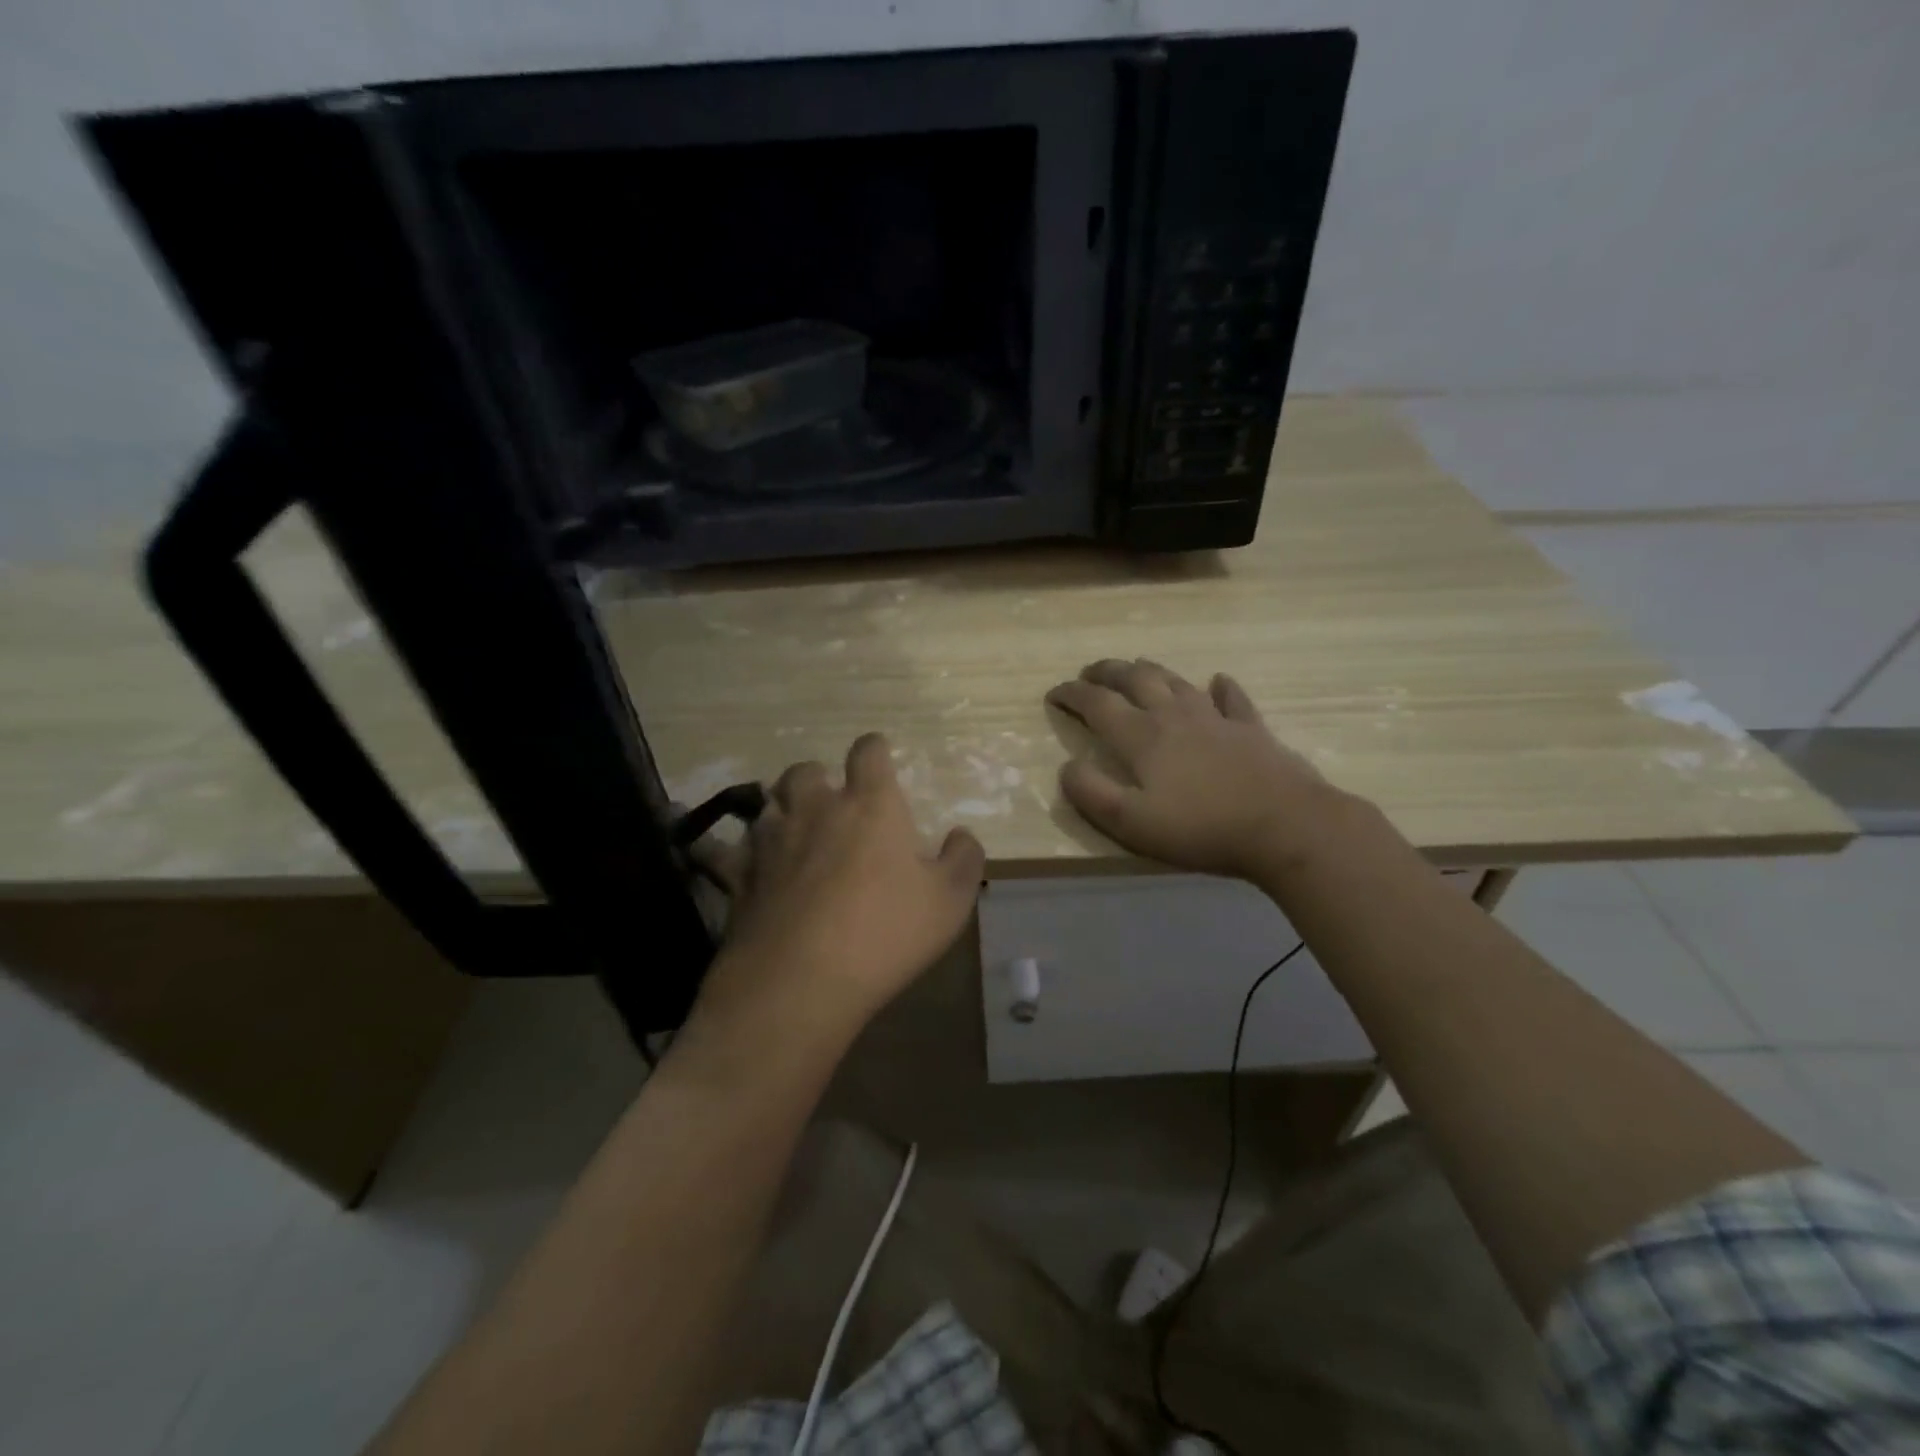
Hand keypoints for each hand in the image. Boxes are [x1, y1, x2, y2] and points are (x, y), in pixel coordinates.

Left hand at [696, 733, 985, 1035]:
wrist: (801, 981)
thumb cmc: (885, 933)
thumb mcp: (950, 901)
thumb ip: (964, 859)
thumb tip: (961, 835)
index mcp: (869, 805)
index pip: (868, 751)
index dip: (874, 750)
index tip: (879, 762)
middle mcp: (815, 808)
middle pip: (805, 770)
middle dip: (818, 780)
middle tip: (831, 806)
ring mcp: (769, 840)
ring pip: (765, 803)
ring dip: (779, 810)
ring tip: (791, 833)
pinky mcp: (737, 875)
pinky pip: (721, 850)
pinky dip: (726, 851)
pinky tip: (729, 860)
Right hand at [1046, 658, 1350, 879]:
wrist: (1284, 825)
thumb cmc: (1200, 828)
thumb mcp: (1130, 822)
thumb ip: (1091, 792)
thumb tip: (1066, 766)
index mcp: (1141, 736)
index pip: (1096, 704)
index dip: (1071, 695)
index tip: (1053, 693)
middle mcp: (1173, 715)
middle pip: (1134, 679)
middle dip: (1106, 671)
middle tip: (1089, 672)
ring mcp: (1215, 717)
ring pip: (1175, 681)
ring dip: (1150, 671)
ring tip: (1136, 668)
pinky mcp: (1250, 728)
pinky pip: (1231, 697)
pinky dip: (1219, 687)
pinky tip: (1216, 682)